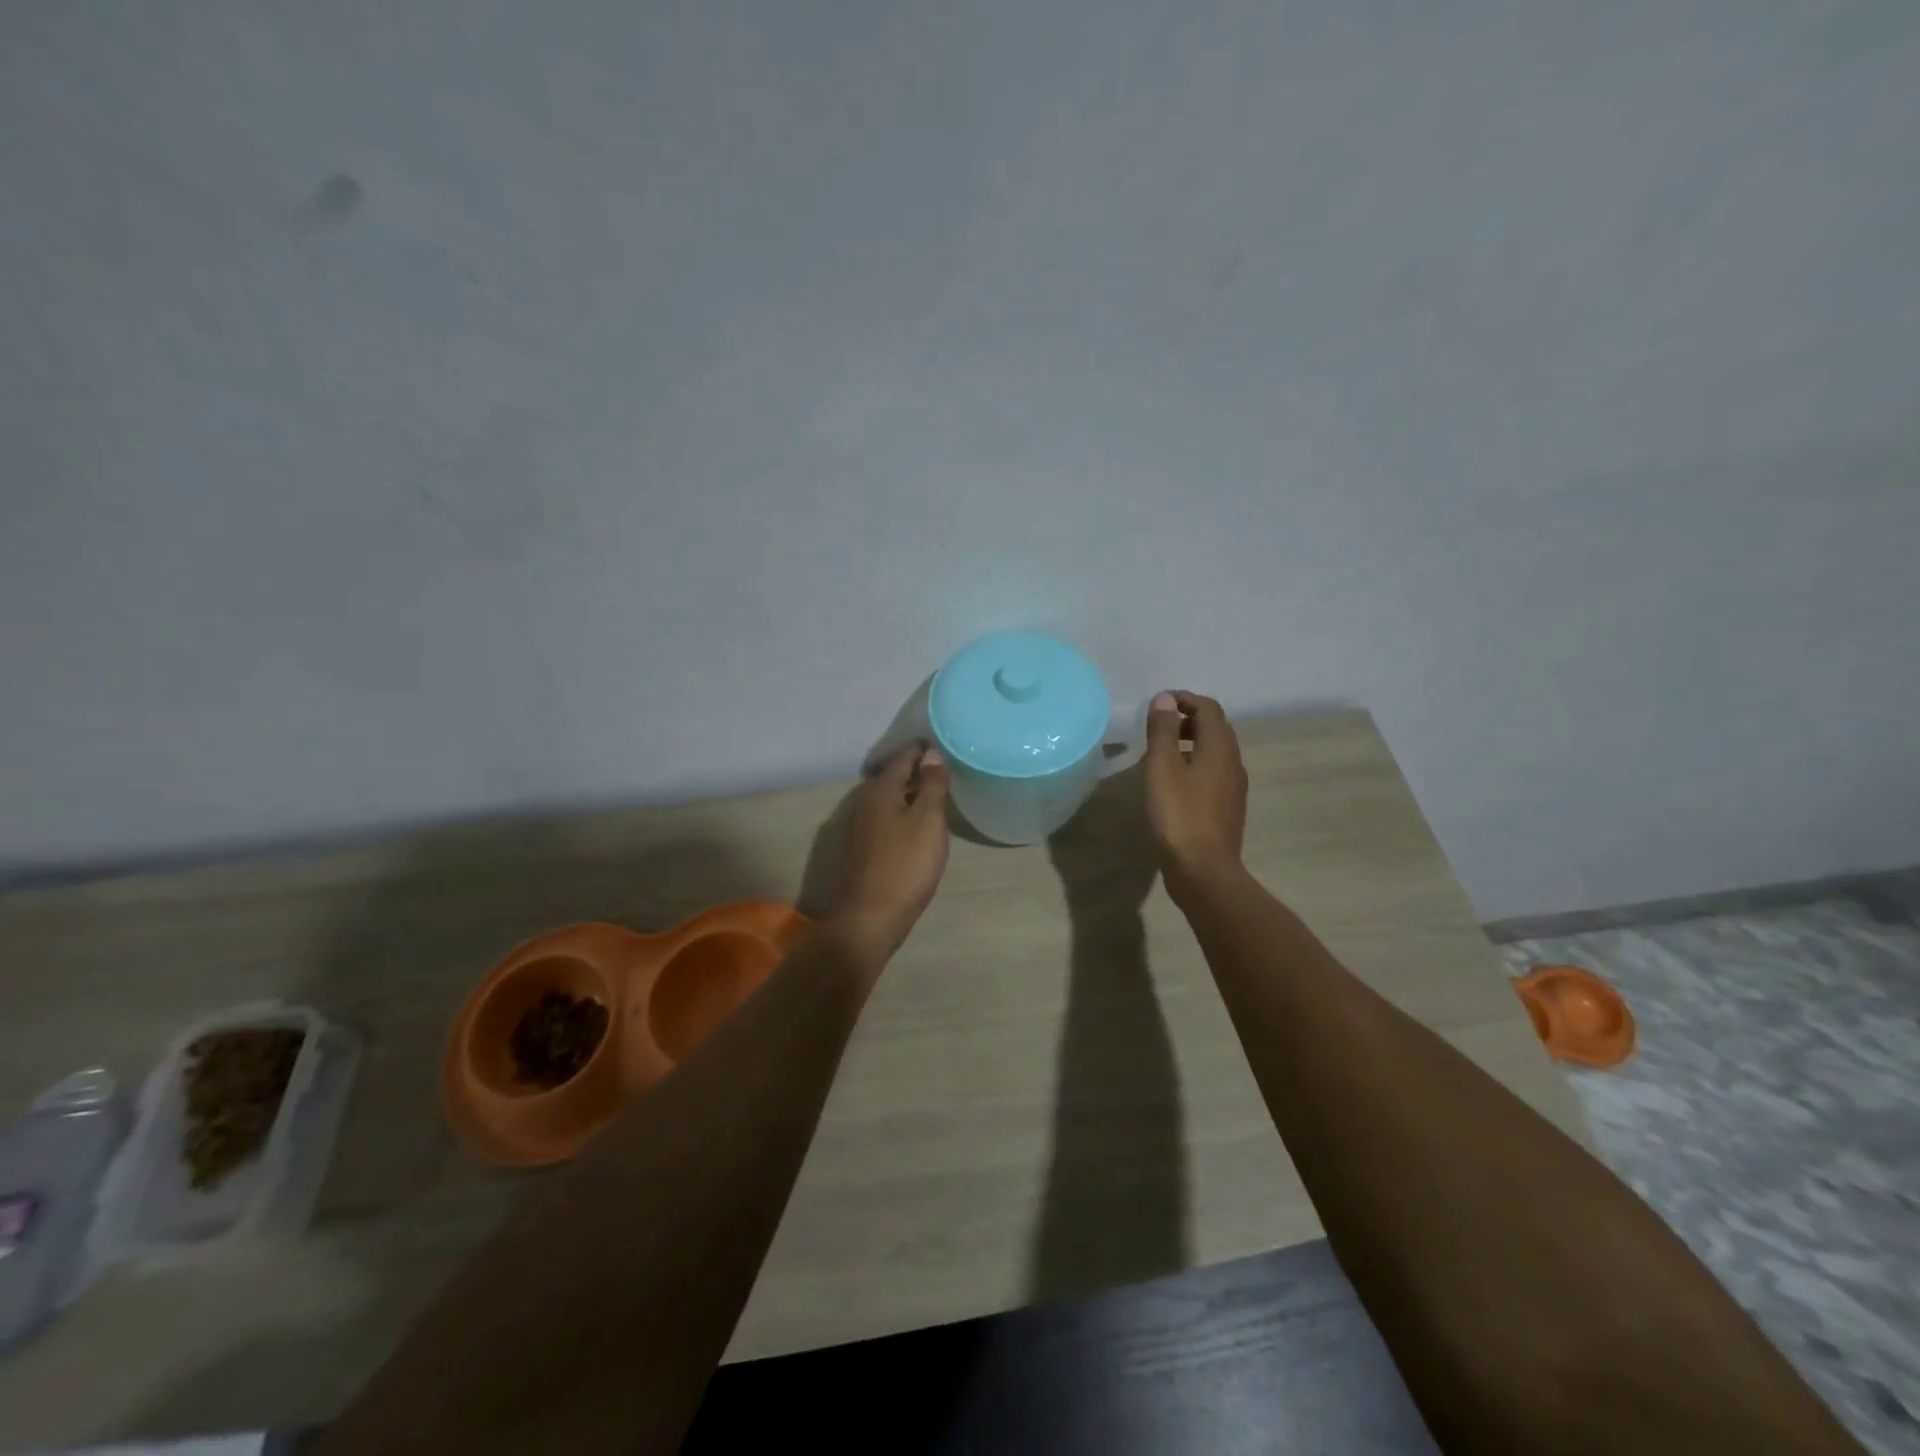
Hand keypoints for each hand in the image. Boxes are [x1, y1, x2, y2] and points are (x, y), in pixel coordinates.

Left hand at [829, 742, 951, 969]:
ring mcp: (858, 826)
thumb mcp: (928, 821)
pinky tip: (913, 824)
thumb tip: (931, 754)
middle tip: (941, 767)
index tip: (942, 744)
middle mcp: (864, 801)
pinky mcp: (860, 848)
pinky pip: (882, 816)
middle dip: (914, 768)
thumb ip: (931, 785)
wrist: (869, 917)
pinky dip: (899, 811)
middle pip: (891, 775)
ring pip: (885, 797)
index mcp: (881, 790)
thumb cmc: (905, 865)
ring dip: (906, 791)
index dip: (922, 749)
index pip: (903, 757)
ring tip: (932, 793)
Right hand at [1144, 690, 1247, 905]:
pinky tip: (1172, 784)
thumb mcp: (1162, 767)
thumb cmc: (1178, 815)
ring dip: (1190, 743)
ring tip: (1160, 754)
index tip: (1157, 704)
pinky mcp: (1227, 808)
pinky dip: (1193, 765)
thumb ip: (1163, 730)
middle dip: (1187, 720)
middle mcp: (1233, 762)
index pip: (1208, 708)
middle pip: (1215, 728)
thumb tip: (1165, 699)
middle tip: (1157, 727)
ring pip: (1214, 752)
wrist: (1203, 870)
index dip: (1183, 699)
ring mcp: (1233, 787)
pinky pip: (1212, 773)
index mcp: (1220, 748)